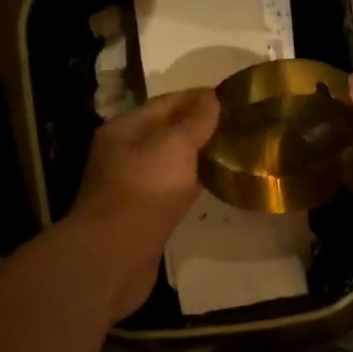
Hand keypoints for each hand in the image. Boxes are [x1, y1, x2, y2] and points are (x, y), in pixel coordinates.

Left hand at [68, 88, 220, 317]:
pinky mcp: (140, 216)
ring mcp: (129, 187)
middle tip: (237, 127)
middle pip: (165, 134)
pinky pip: (169, 191)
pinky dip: (189, 185)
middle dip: (198, 129)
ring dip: (195, 158)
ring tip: (230, 154)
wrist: (115, 254)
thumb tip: (211, 97)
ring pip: (168, 164)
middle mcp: (122, 154)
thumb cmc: (144, 191)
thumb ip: (194, 121)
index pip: (165, 103)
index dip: (198, 99)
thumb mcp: (174, 146)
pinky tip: (210, 187)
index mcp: (123, 129)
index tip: (232, 99)